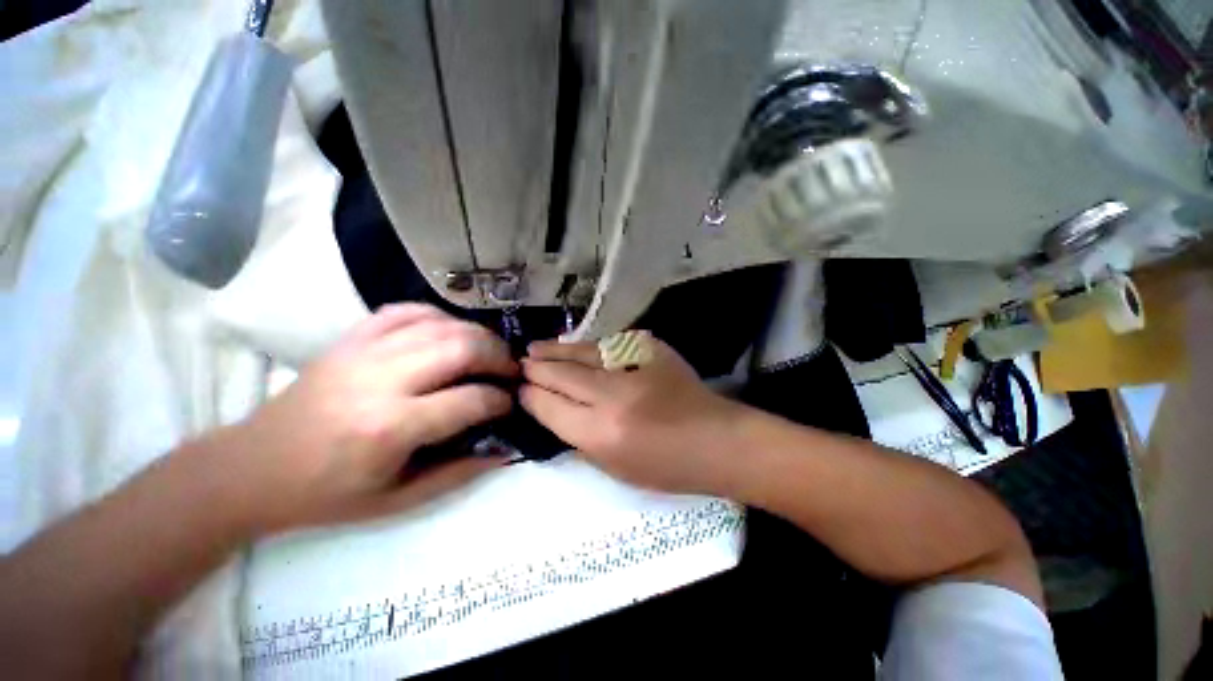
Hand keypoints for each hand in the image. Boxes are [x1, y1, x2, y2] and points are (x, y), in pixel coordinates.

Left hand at [212, 304, 517, 532]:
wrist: (253, 468)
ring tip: (490, 352)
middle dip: (499, 356)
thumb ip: (457, 473)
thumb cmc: (327, 493)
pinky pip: (407, 311)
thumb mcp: (397, 500)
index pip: (470, 399)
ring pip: (441, 325)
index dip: (501, 400)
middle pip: (462, 348)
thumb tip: (504, 449)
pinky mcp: (350, 338)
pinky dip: (440, 316)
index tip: (511, 403)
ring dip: (477, 335)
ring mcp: (363, 351)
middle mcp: (381, 380)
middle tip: (510, 370)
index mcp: (391, 427)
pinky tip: (451, 332)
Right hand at [520, 332, 745, 494]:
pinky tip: (572, 347)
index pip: (550, 406)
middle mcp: (612, 395)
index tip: (520, 390)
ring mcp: (632, 365)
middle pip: (561, 374)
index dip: (530, 396)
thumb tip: (550, 407)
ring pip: (580, 351)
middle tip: (521, 363)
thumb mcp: (612, 466)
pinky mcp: (649, 347)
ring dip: (554, 350)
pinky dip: (585, 348)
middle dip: (536, 368)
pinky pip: (605, 345)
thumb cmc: (665, 466)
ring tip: (534, 348)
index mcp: (601, 433)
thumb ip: (577, 435)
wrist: (716, 438)